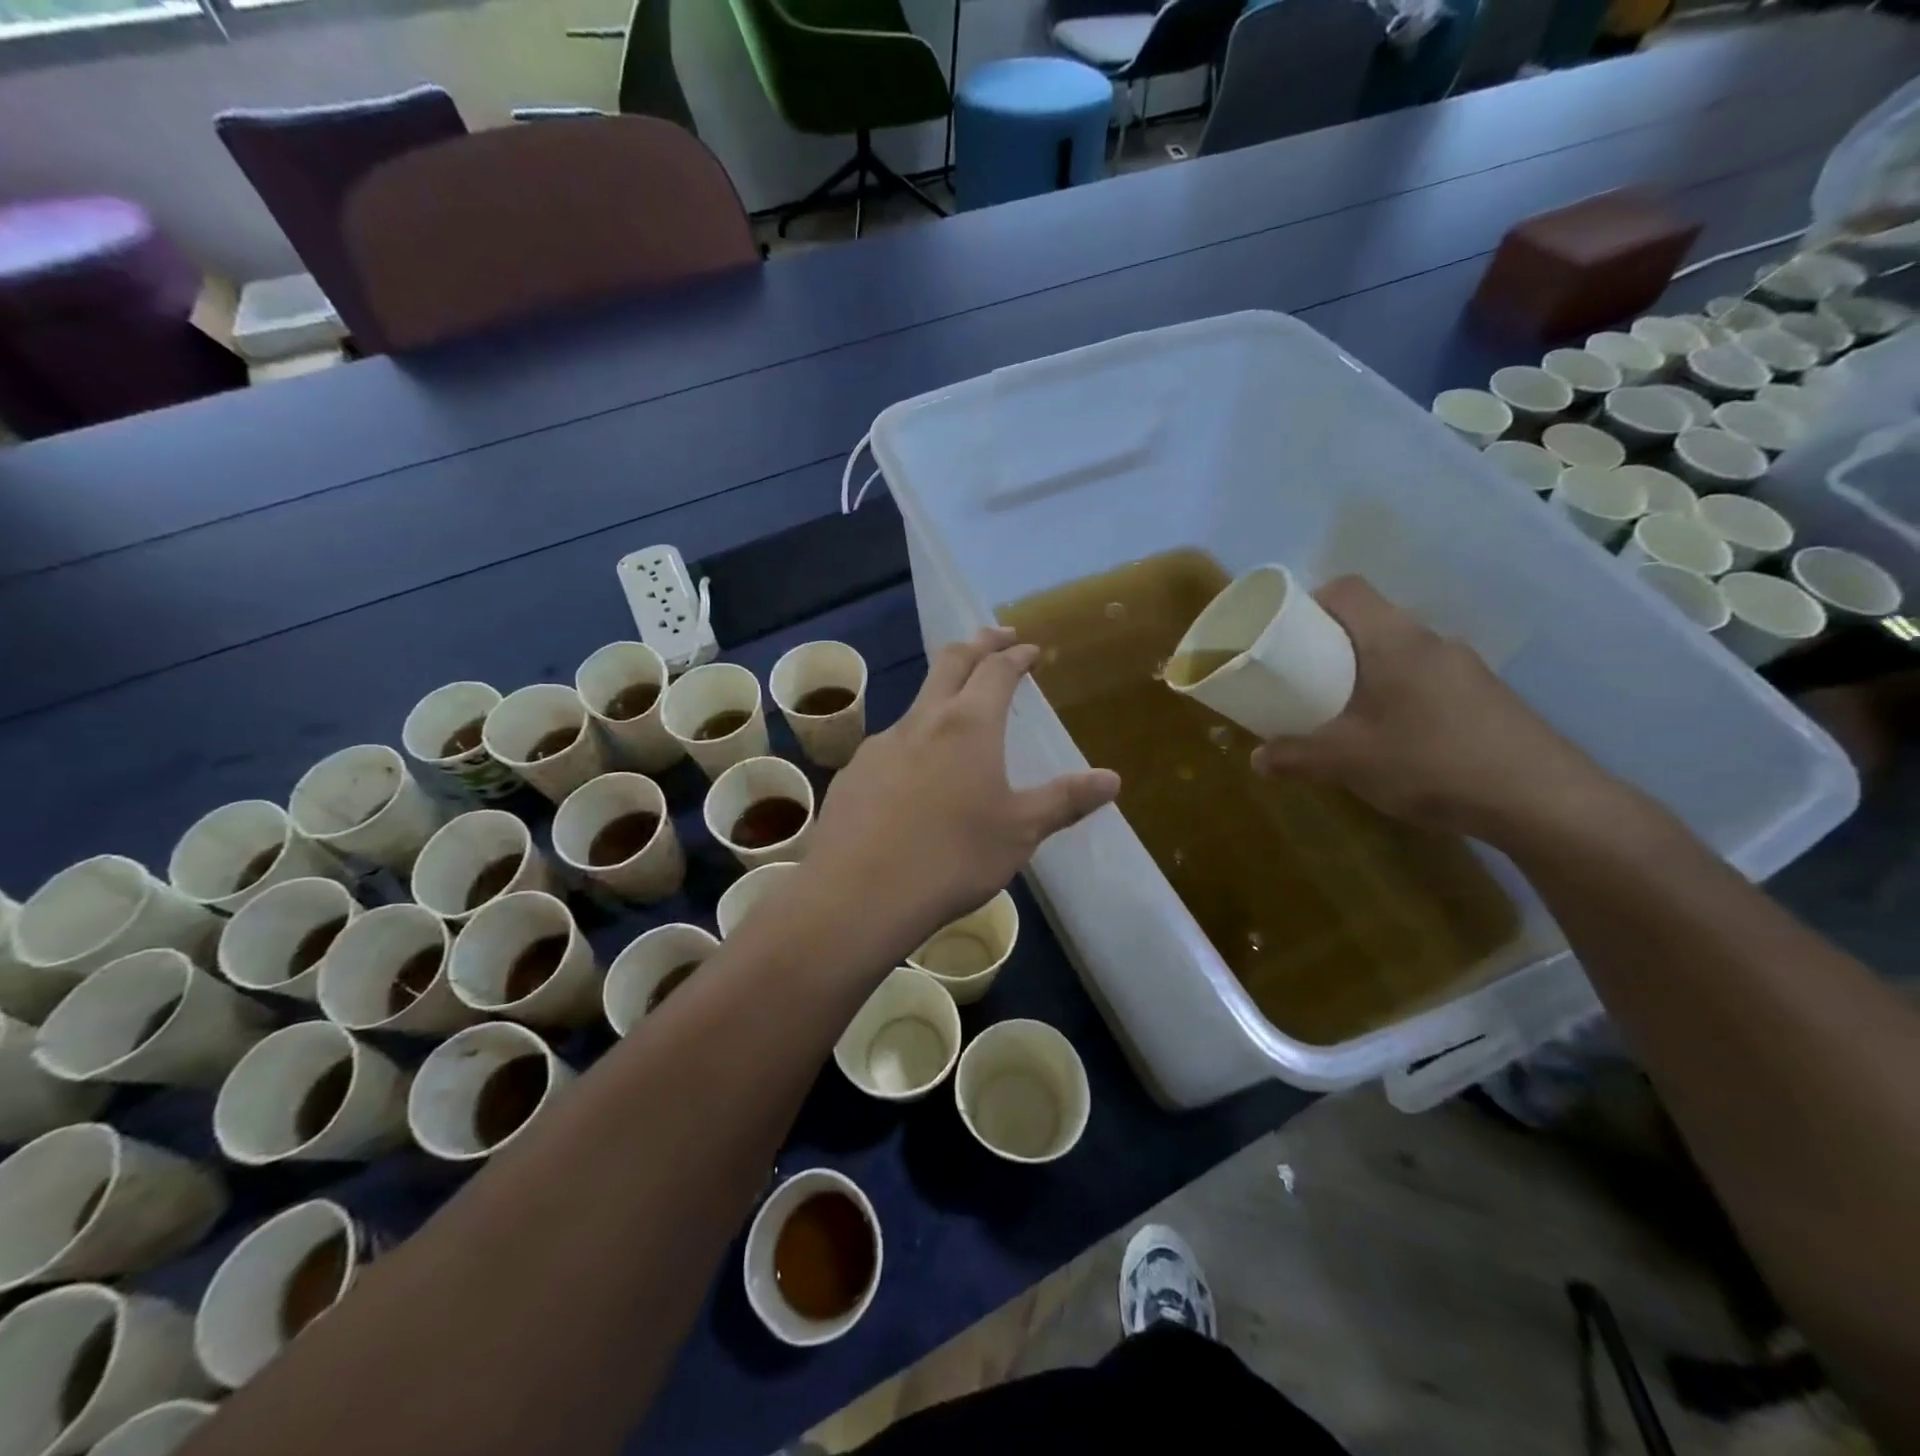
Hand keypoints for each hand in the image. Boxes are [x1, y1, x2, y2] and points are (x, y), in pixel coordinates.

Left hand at [801, 628, 1119, 946]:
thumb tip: (1112, 779)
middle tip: (996, 637)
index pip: (996, 670)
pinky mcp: (852, 774)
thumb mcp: (1020, 832)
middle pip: (950, 662)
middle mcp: (922, 721)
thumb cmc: (953, 858)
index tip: (1029, 649)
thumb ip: (1064, 800)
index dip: (1016, 655)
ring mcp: (880, 745)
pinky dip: (913, 742)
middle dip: (977, 644)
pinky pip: (890, 745)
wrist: (860, 894)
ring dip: (942, 694)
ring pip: (917, 704)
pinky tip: (914, 777)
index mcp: (968, 725)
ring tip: (958, 714)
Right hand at [1251, 577, 1633, 847]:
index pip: (1348, 589)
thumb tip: (1257, 758)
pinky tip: (1390, 737)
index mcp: (1394, 640)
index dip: (1310, 600)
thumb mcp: (1348, 762)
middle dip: (1330, 644)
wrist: (1543, 800)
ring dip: (1364, 672)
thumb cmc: (1432, 762)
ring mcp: (1464, 668)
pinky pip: (1423, 678)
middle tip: (1301, 678)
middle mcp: (1431, 641)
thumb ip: (1296, 756)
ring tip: (1340, 712)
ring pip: (1398, 652)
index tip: (1285, 632)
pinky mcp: (1484, 696)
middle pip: (1371, 620)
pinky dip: (1395, 694)